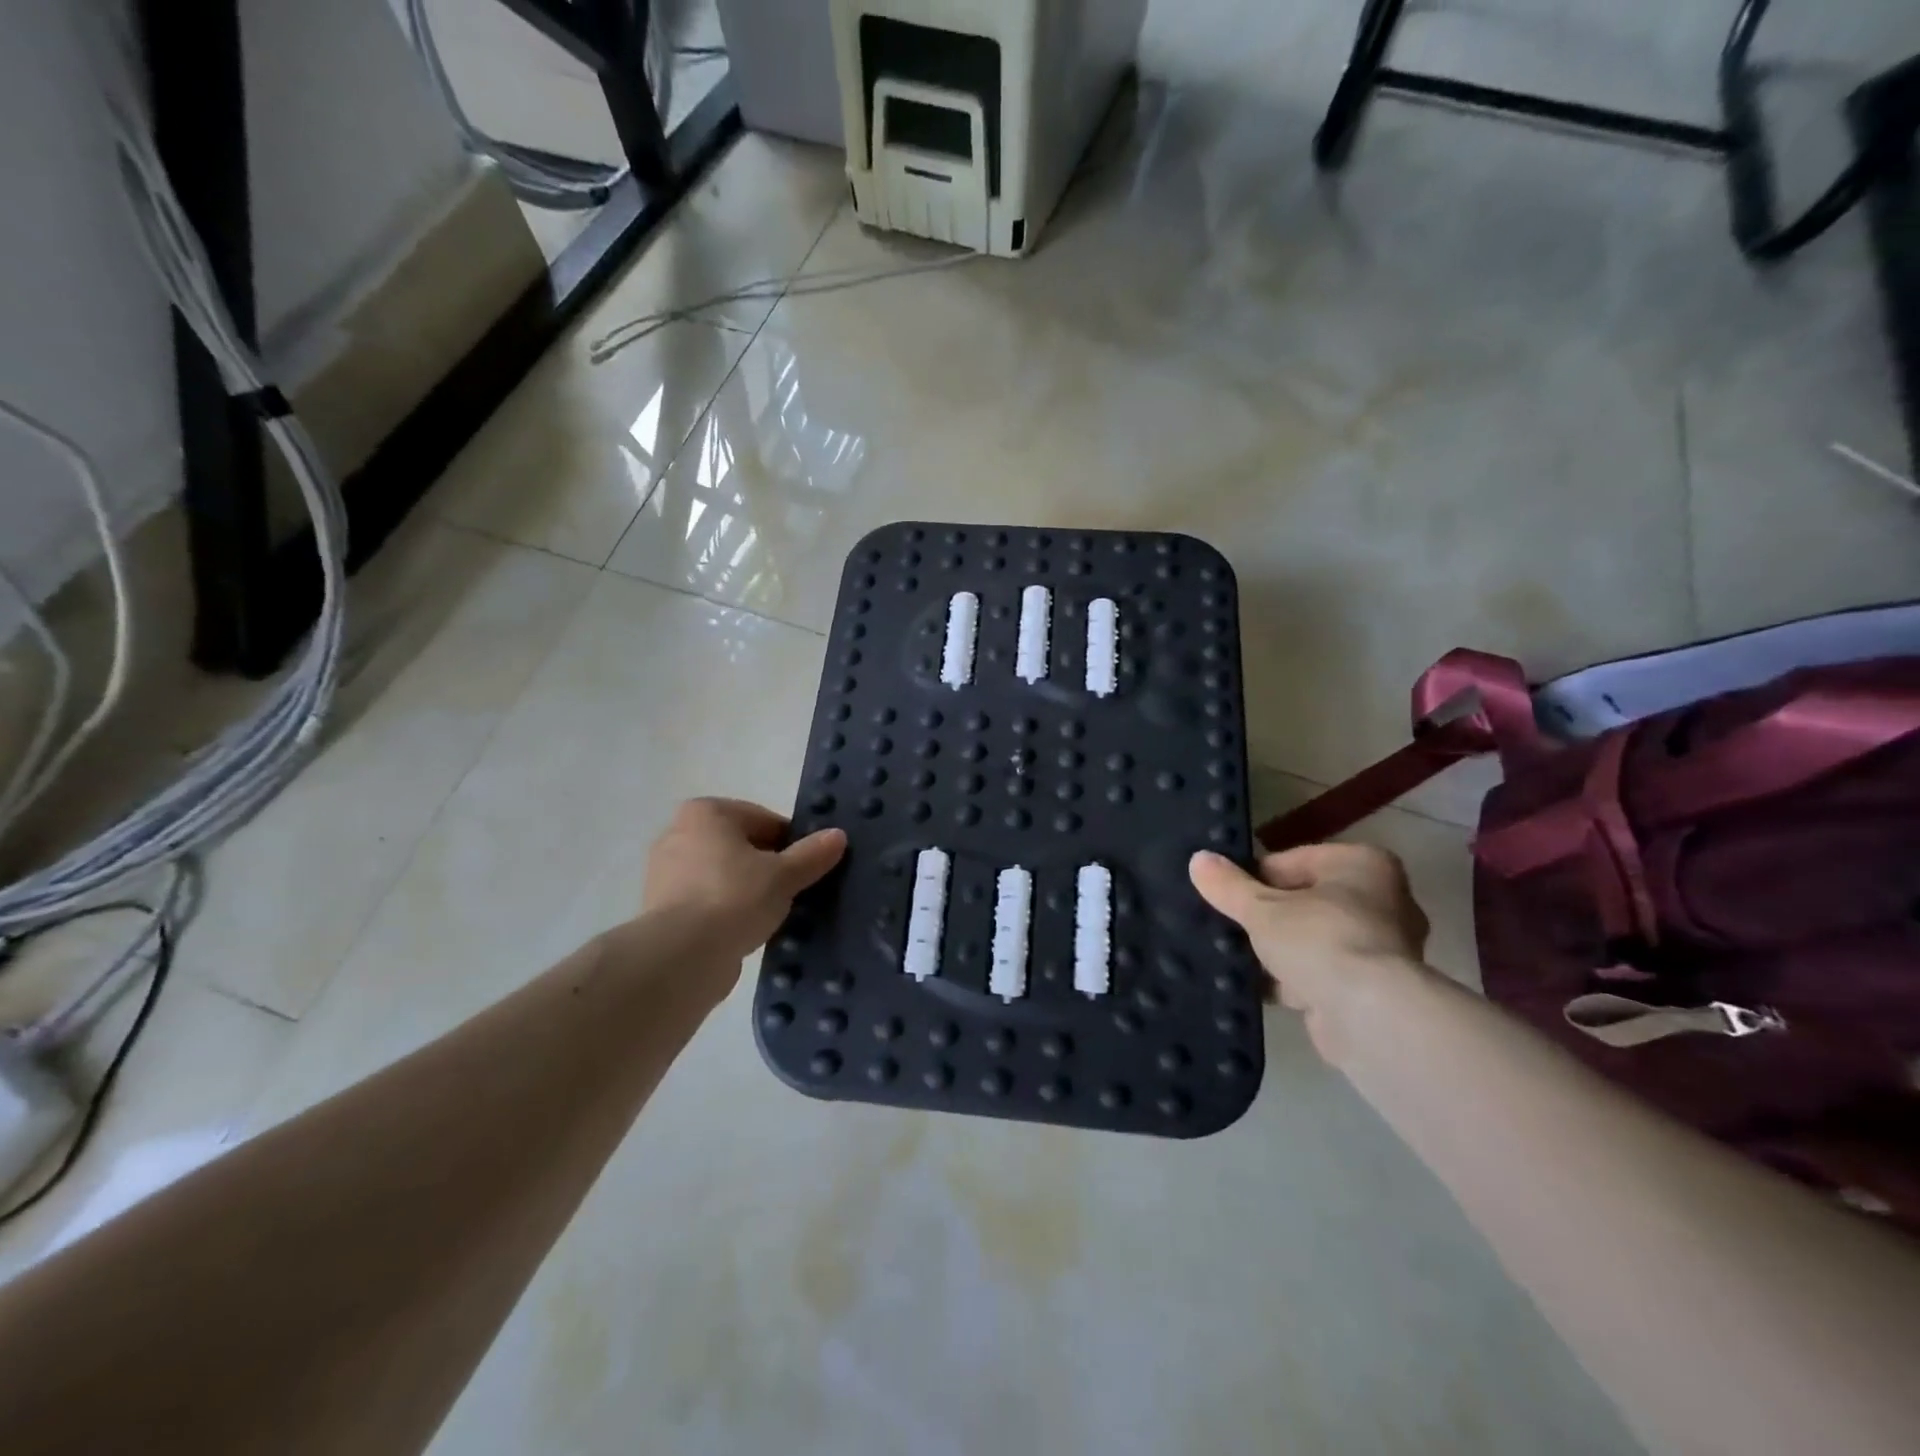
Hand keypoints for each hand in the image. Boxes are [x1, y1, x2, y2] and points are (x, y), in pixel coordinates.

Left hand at [643, 798, 846, 970]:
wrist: (681, 956)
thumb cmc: (734, 897)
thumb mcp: (784, 875)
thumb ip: (812, 854)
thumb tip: (838, 836)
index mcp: (706, 812)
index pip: (763, 820)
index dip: (792, 842)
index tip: (809, 867)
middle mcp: (679, 833)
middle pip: (741, 846)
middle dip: (768, 866)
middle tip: (796, 891)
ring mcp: (665, 873)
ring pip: (724, 874)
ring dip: (748, 890)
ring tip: (775, 914)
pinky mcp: (661, 909)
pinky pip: (707, 901)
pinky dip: (727, 911)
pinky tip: (748, 931)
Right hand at [1190, 843, 1431, 1061]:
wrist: (1368, 1016)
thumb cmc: (1319, 939)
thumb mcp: (1261, 908)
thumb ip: (1228, 885)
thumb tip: (1198, 860)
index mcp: (1363, 865)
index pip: (1294, 861)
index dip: (1255, 876)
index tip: (1226, 894)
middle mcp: (1383, 900)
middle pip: (1305, 900)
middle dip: (1268, 915)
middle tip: (1228, 924)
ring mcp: (1381, 948)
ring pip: (1312, 939)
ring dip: (1278, 951)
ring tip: (1234, 956)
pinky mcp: (1373, 989)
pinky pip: (1321, 973)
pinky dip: (1292, 980)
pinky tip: (1254, 987)